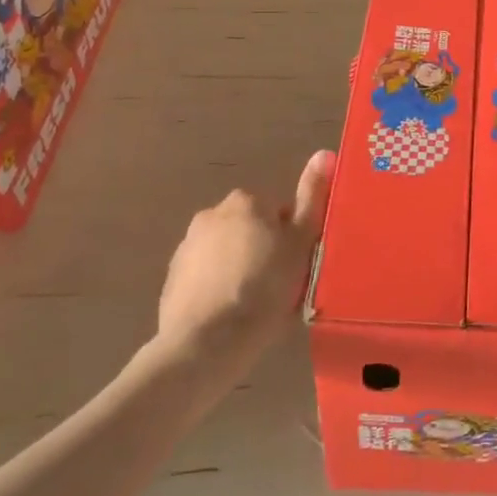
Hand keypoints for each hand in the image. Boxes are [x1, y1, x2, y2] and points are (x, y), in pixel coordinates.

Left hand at [150, 150, 334, 375]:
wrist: (207, 343)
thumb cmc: (265, 287)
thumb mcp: (301, 241)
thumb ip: (312, 196)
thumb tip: (324, 152)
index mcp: (246, 201)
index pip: (279, 212)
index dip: (292, 239)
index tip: (297, 267)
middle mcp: (212, 214)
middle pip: (251, 229)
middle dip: (263, 250)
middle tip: (279, 286)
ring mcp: (187, 247)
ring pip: (227, 253)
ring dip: (240, 268)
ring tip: (254, 306)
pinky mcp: (172, 280)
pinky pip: (205, 277)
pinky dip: (217, 288)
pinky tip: (229, 315)